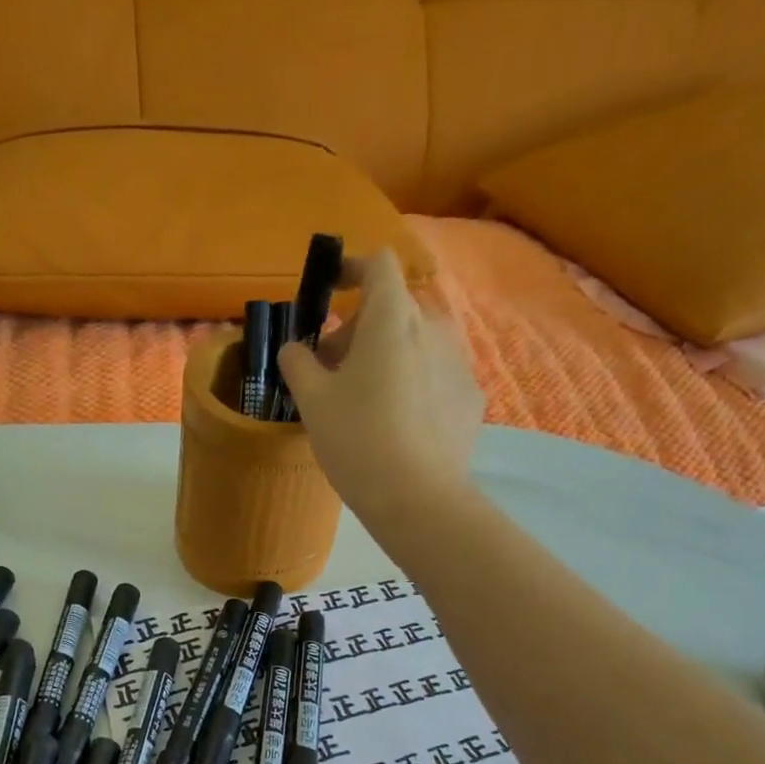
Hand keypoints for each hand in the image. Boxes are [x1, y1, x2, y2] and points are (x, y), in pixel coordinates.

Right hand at [278, 249, 484, 526]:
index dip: (351, 268)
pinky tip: (398, 426)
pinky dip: (413, 385)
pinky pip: (435, 376)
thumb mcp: (312, 401)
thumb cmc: (357, 440)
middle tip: (332, 368)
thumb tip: (294, 348)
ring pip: (417, 343)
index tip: (330, 290)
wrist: (417, 498)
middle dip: (360, 328)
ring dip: (388, 356)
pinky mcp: (470, 398)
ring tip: (366, 400)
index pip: (378, 264)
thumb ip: (297, 363)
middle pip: (394, 308)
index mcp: (392, 319)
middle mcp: (432, 328)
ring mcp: (458, 363)